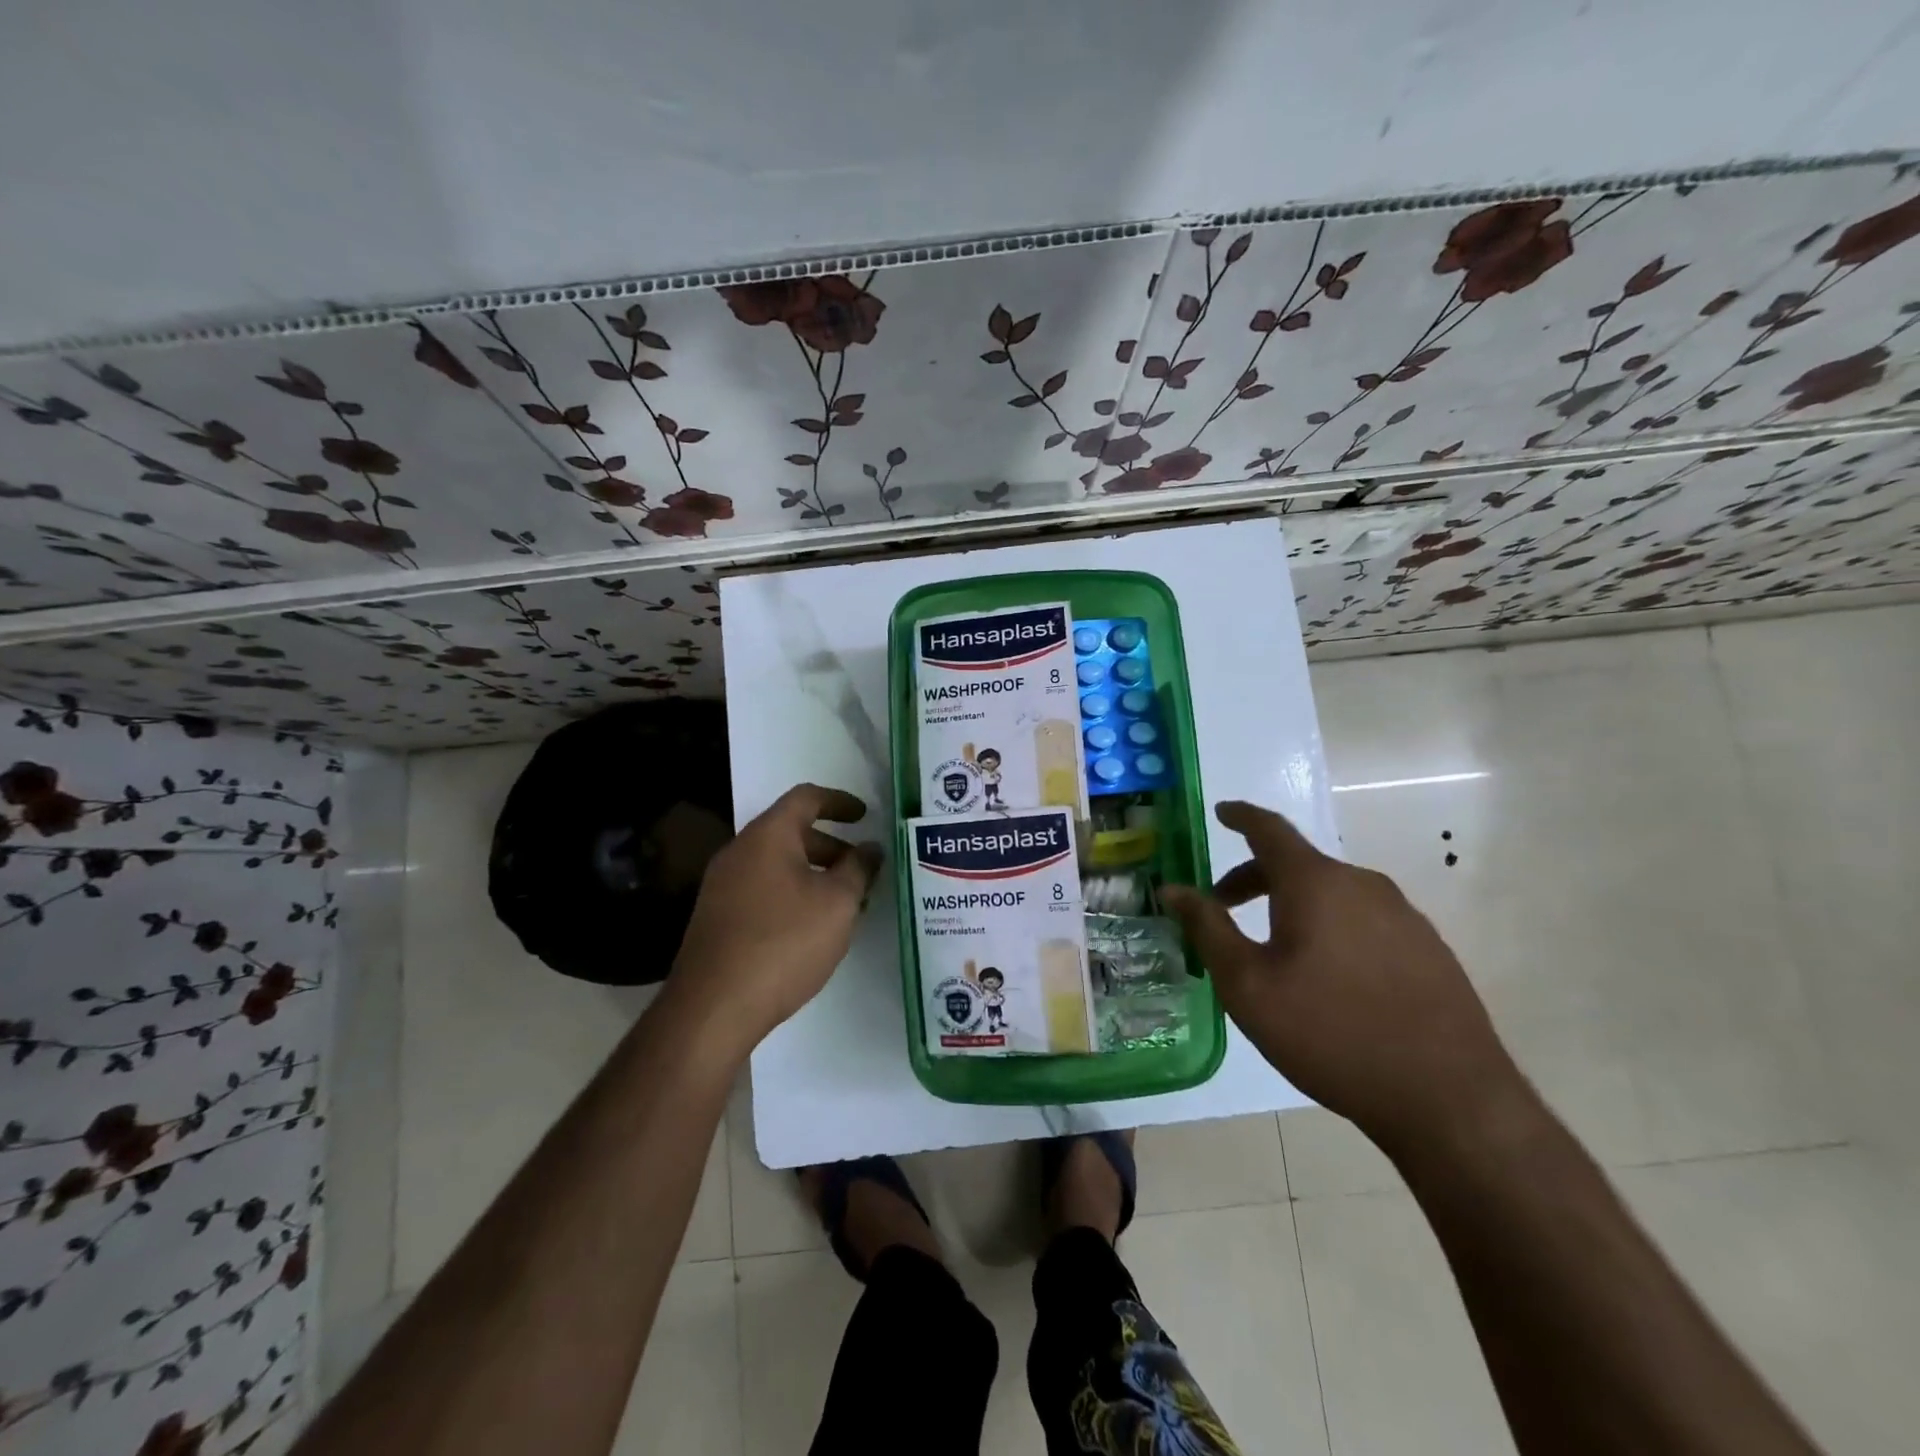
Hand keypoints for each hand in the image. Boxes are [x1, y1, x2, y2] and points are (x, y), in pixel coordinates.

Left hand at [668, 783, 881, 1054]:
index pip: (806, 798)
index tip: (865, 817)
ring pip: (778, 865)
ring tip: (846, 905)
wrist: (712, 1008)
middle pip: (791, 833)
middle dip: (832, 847)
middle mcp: (739, 852)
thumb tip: (870, 849)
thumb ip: (859, 869)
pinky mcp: (718, 918)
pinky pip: (763, 890)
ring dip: (814, 875)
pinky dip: (793, 895)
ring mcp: (723, 886)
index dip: (840, 802)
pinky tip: (812, 929)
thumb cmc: (783, 942)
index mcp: (767, 836)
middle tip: (863, 872)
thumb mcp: (837, 903)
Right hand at [1161, 801, 1530, 1153]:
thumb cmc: (1330, 1033)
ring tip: (1273, 947)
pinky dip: (1330, 925)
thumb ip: (1207, 928)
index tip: (1220, 812)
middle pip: (1297, 864)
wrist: (1450, 1099)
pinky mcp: (1428, 947)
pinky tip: (1328, 974)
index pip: (1269, 829)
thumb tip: (1172, 888)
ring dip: (1293, 904)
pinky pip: (1364, 918)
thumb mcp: (1248, 985)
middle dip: (1254, 877)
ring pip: (1332, 893)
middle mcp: (1362, 884)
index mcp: (1315, 882)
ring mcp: (1403, 915)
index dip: (1240, 816)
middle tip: (1223, 907)